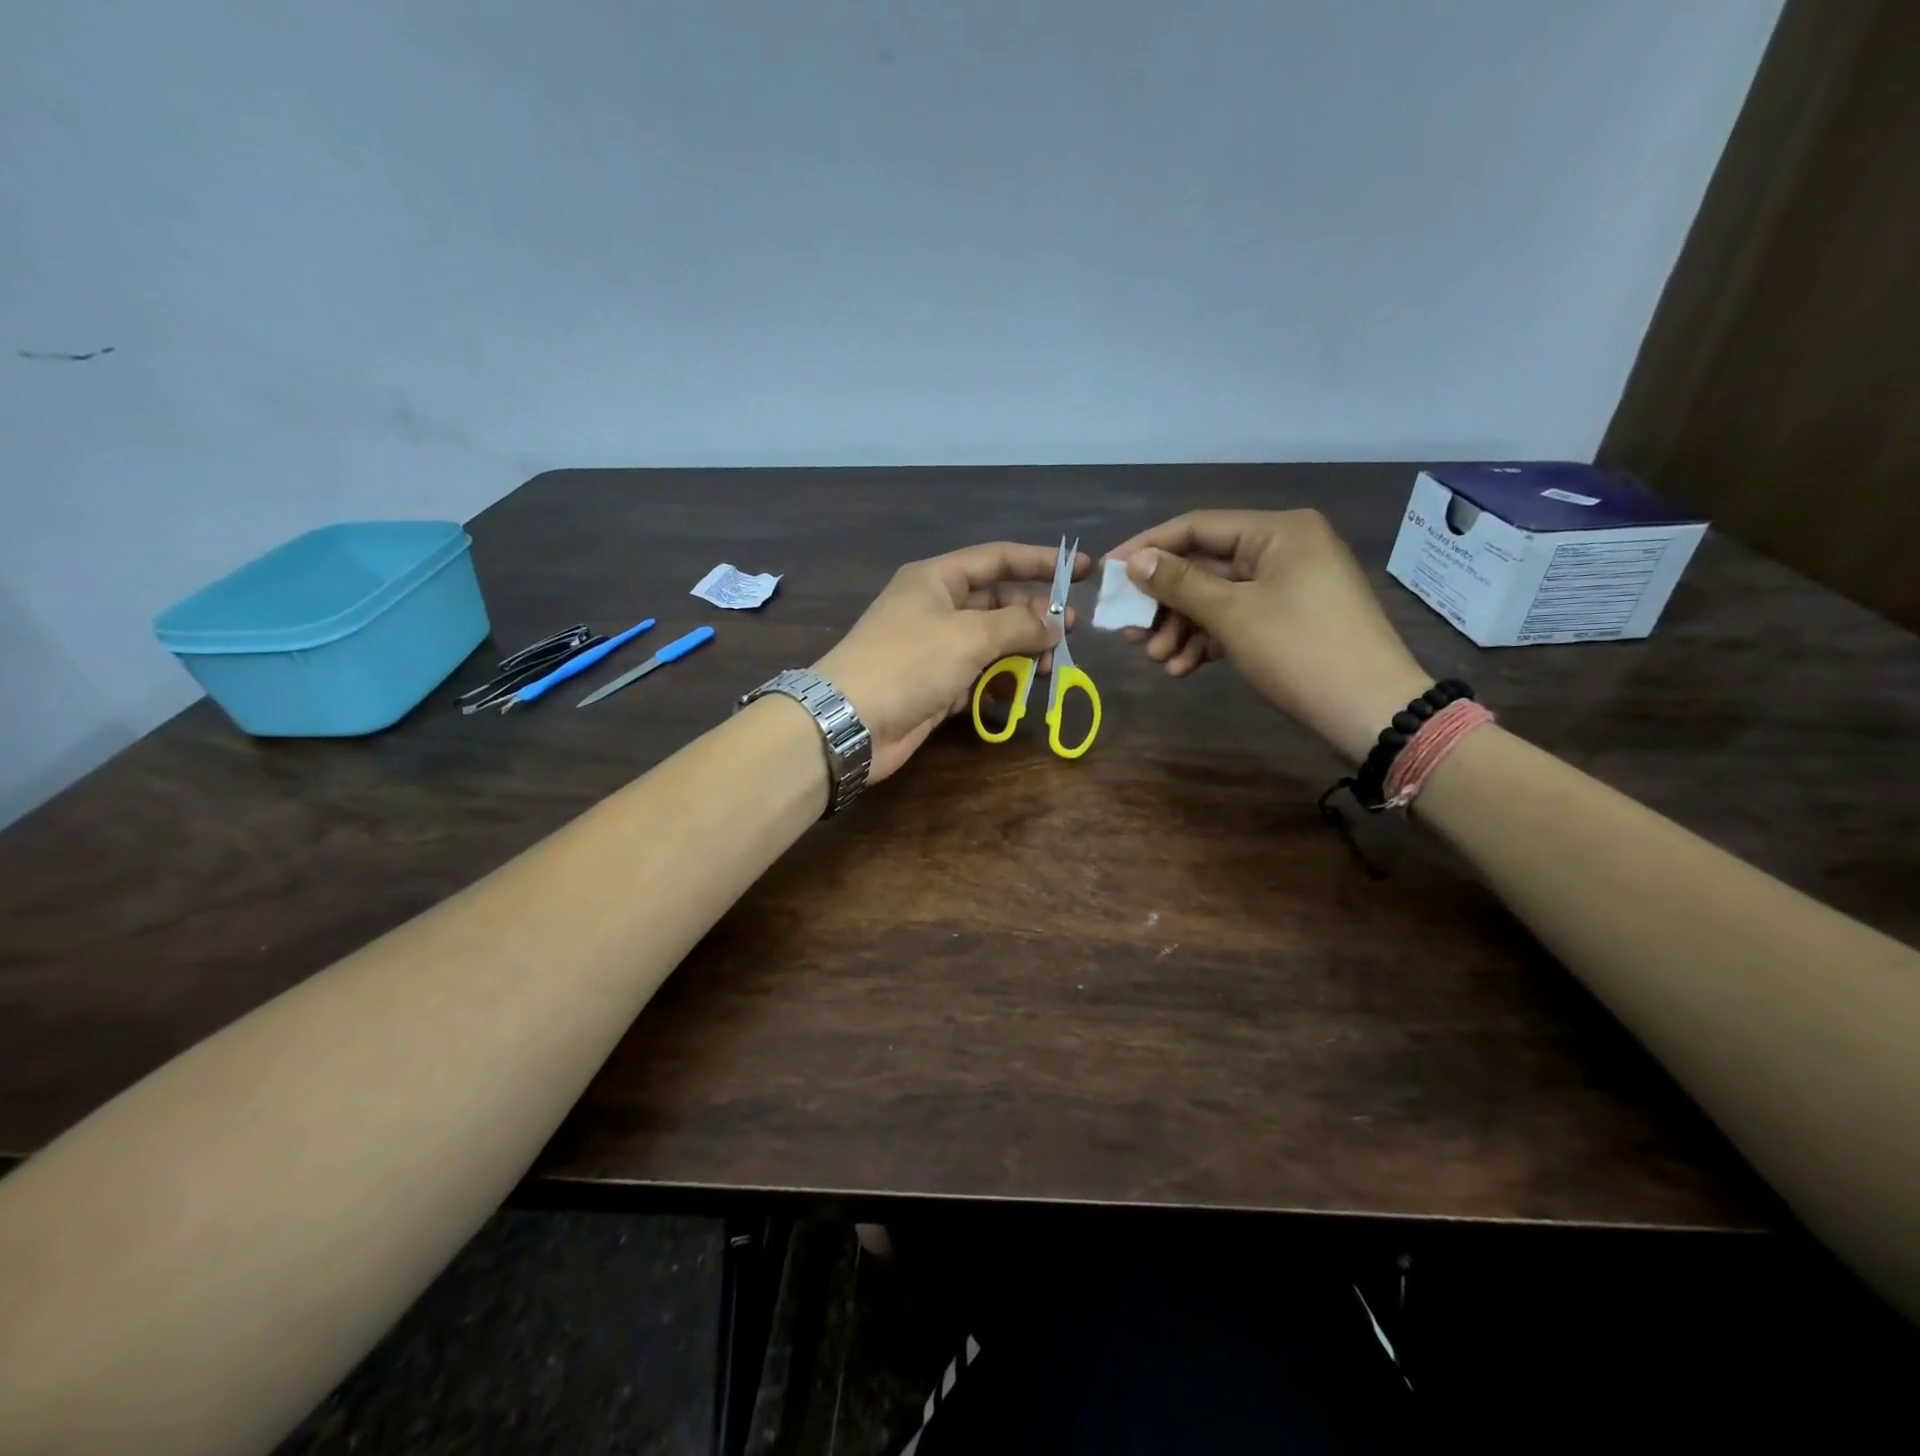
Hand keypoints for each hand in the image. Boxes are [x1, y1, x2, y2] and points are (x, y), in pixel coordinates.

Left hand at [814, 541, 1086, 781]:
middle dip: (1034, 616)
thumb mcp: (970, 634)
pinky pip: (978, 676)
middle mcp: (936, 608)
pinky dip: (999, 683)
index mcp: (937, 579)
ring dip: (1021, 654)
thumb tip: (1054, 625)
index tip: (1081, 571)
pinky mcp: (935, 686)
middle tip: (1069, 633)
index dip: (1040, 562)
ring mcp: (935, 649)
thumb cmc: (909, 662)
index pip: (997, 558)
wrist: (851, 721)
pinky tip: (1018, 693)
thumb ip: (1019, 625)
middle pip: (997, 602)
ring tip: (1050, 668)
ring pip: (991, 643)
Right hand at [1104, 510, 1431, 763]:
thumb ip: (1179, 583)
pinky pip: (1235, 620)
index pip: (1196, 527)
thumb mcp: (1233, 614)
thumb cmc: (1300, 651)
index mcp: (1277, 531)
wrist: (1370, 710)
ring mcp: (1287, 586)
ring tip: (1157, 659)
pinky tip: (1183, 668)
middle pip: (1203, 566)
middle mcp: (1282, 549)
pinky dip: (1206, 641)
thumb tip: (1134, 561)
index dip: (1147, 549)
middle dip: (1164, 603)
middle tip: (1130, 631)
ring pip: (1215, 598)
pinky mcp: (1287, 619)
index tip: (1107, 574)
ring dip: (1181, 628)